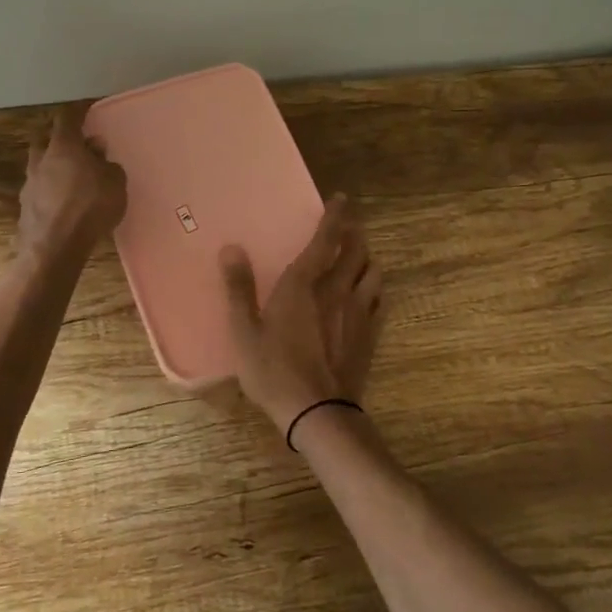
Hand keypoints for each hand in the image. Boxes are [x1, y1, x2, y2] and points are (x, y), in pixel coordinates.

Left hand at [17, 103, 127, 262]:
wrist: (55, 248)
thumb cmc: (90, 206)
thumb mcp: (115, 182)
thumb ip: (107, 163)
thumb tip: (96, 150)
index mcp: (63, 146)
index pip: (67, 118)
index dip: (78, 111)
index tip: (86, 109)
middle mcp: (41, 160)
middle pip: (46, 141)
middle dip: (60, 140)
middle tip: (77, 147)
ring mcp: (29, 185)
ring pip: (40, 167)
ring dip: (54, 168)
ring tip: (72, 180)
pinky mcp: (25, 208)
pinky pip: (40, 191)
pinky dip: (50, 192)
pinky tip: (63, 204)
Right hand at [220, 195, 383, 434]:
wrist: (318, 412)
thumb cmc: (274, 371)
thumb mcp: (244, 331)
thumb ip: (238, 288)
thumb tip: (231, 248)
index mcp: (304, 283)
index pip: (326, 239)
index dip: (334, 216)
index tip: (341, 199)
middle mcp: (337, 289)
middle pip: (356, 249)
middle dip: (354, 232)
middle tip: (348, 224)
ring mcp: (359, 311)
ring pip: (372, 271)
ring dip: (366, 258)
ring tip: (359, 256)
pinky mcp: (371, 334)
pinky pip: (380, 299)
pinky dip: (374, 287)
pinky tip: (369, 293)